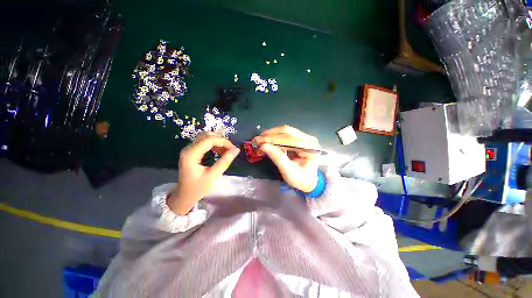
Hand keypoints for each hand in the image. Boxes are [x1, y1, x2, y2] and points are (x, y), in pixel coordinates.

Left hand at [168, 133, 239, 214]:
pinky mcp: (191, 152)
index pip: (209, 140)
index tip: (234, 148)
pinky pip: (204, 143)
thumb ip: (225, 161)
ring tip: (227, 150)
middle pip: (206, 136)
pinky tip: (220, 151)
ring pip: (205, 138)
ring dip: (218, 142)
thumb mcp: (213, 175)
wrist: (184, 196)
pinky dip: (214, 145)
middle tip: (231, 149)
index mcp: (191, 154)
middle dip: (221, 140)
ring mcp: (189, 150)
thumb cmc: (198, 188)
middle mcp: (188, 149)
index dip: (223, 141)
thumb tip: (237, 150)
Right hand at [253, 125, 319, 192]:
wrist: (309, 181)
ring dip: (271, 135)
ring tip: (260, 140)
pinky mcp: (299, 139)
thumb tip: (263, 146)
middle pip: (287, 131)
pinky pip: (285, 134)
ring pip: (285, 131)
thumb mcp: (289, 172)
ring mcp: (304, 137)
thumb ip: (277, 158)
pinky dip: (274, 137)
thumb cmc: (300, 179)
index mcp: (309, 147)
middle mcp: (308, 139)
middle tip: (257, 140)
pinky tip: (267, 141)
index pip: (289, 139)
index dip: (272, 139)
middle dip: (270, 135)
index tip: (258, 141)